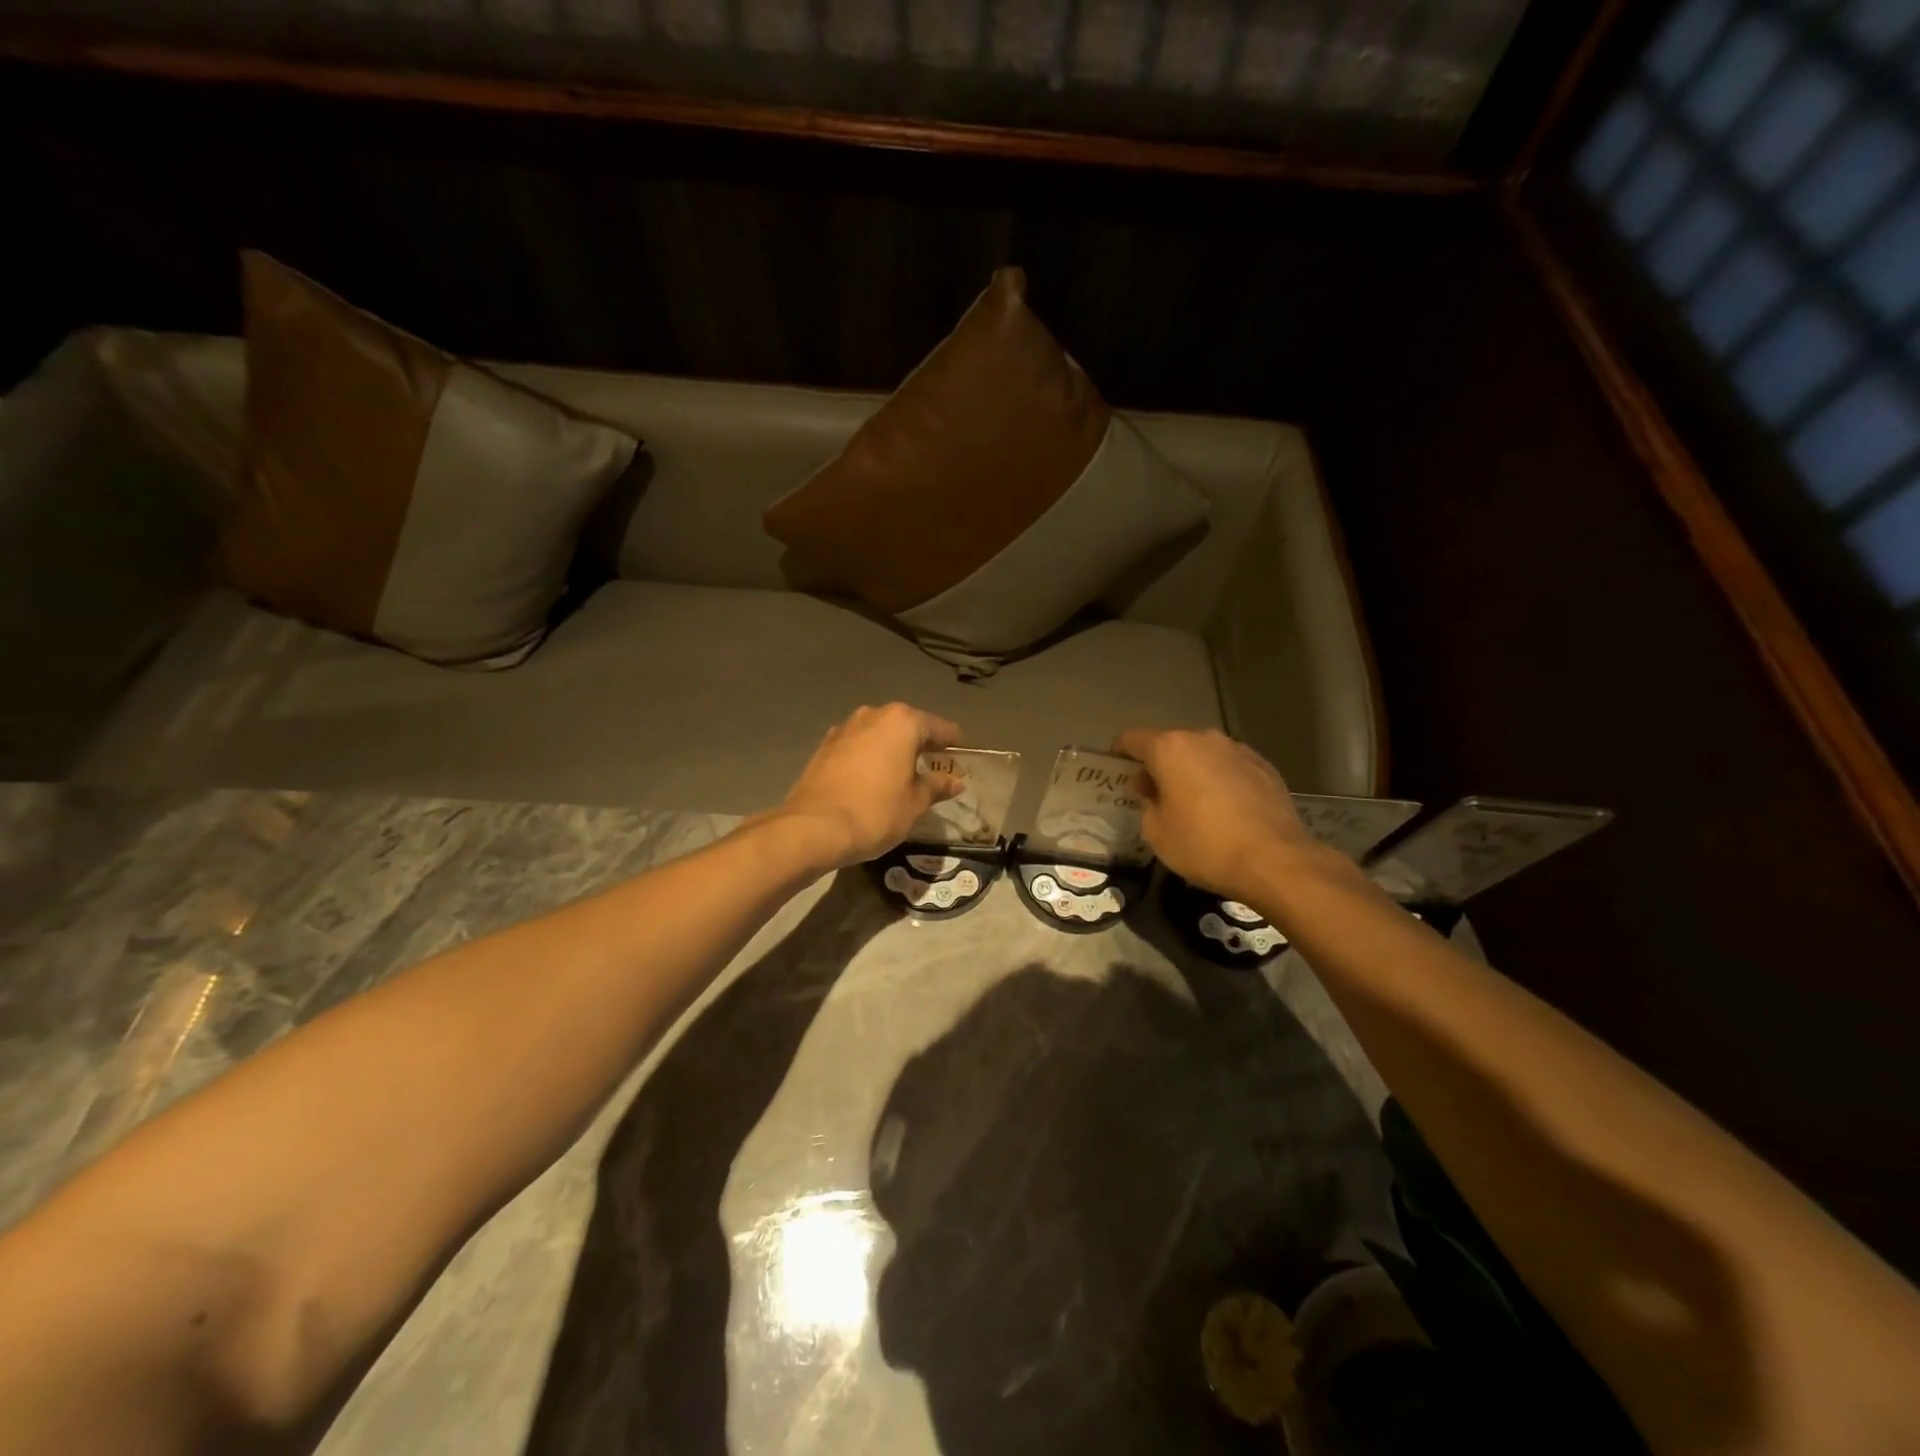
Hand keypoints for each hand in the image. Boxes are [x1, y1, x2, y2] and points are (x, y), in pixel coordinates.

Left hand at [779, 703, 963, 868]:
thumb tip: (955, 781)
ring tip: (903, 775)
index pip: (939, 728)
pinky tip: (873, 780)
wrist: (813, 827)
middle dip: (922, 745)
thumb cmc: (875, 812)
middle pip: (907, 726)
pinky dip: (870, 757)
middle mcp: (873, 715)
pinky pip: (858, 746)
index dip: (954, 744)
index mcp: (902, 722)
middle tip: (934, 769)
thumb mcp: (915, 803)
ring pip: (880, 734)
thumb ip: (937, 786)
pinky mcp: (824, 746)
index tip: (962, 759)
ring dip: (893, 750)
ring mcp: (845, 728)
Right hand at [1112, 728, 1319, 902]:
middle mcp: (1204, 739)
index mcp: (1170, 749)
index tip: (1117, 770)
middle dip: (1159, 764)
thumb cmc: (1204, 845)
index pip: (1132, 739)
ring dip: (1192, 770)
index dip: (1120, 753)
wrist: (1275, 860)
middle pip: (1170, 744)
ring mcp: (1237, 750)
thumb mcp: (1156, 833)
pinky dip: (1220, 780)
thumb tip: (1152, 790)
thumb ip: (1146, 803)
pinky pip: (1229, 767)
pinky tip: (1224, 808)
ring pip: (1203, 754)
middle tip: (1154, 793)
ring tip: (1192, 802)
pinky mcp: (1264, 766)